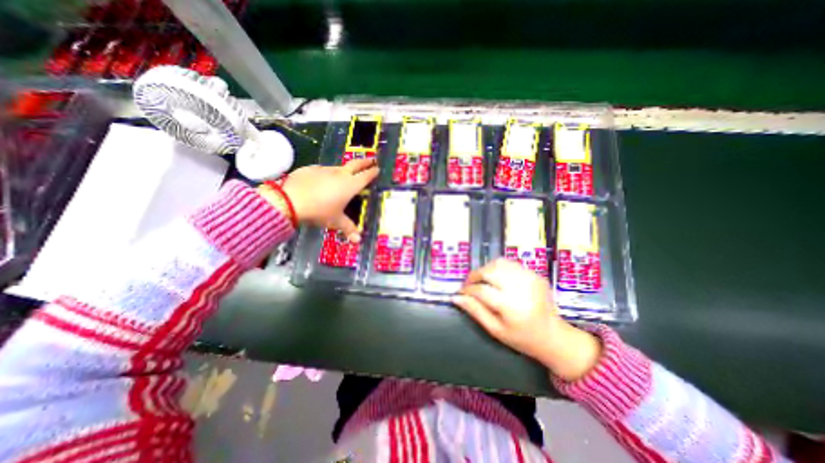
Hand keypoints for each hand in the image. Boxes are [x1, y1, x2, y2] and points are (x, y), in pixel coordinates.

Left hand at [280, 158, 375, 241]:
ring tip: (344, 176)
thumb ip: (349, 229)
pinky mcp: (310, 169)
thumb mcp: (335, 221)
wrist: (290, 200)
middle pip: (356, 164)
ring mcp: (324, 170)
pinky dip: (326, 175)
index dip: (373, 172)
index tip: (378, 169)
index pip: (366, 176)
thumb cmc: (319, 211)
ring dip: (344, 170)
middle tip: (371, 160)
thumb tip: (358, 241)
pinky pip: (322, 171)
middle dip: (365, 162)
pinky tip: (321, 182)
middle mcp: (340, 174)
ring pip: (338, 168)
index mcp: (350, 185)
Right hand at [454, 258, 604, 381]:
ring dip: (486, 269)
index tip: (460, 292)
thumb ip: (475, 311)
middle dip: (475, 275)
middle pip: (490, 271)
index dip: (467, 289)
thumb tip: (456, 297)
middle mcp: (521, 287)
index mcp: (511, 306)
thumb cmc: (522, 338)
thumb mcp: (495, 330)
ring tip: (482, 280)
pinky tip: (497, 278)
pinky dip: (499, 268)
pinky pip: (510, 264)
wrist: (554, 336)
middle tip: (470, 284)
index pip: (481, 290)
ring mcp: (530, 278)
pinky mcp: (535, 274)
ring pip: (499, 263)